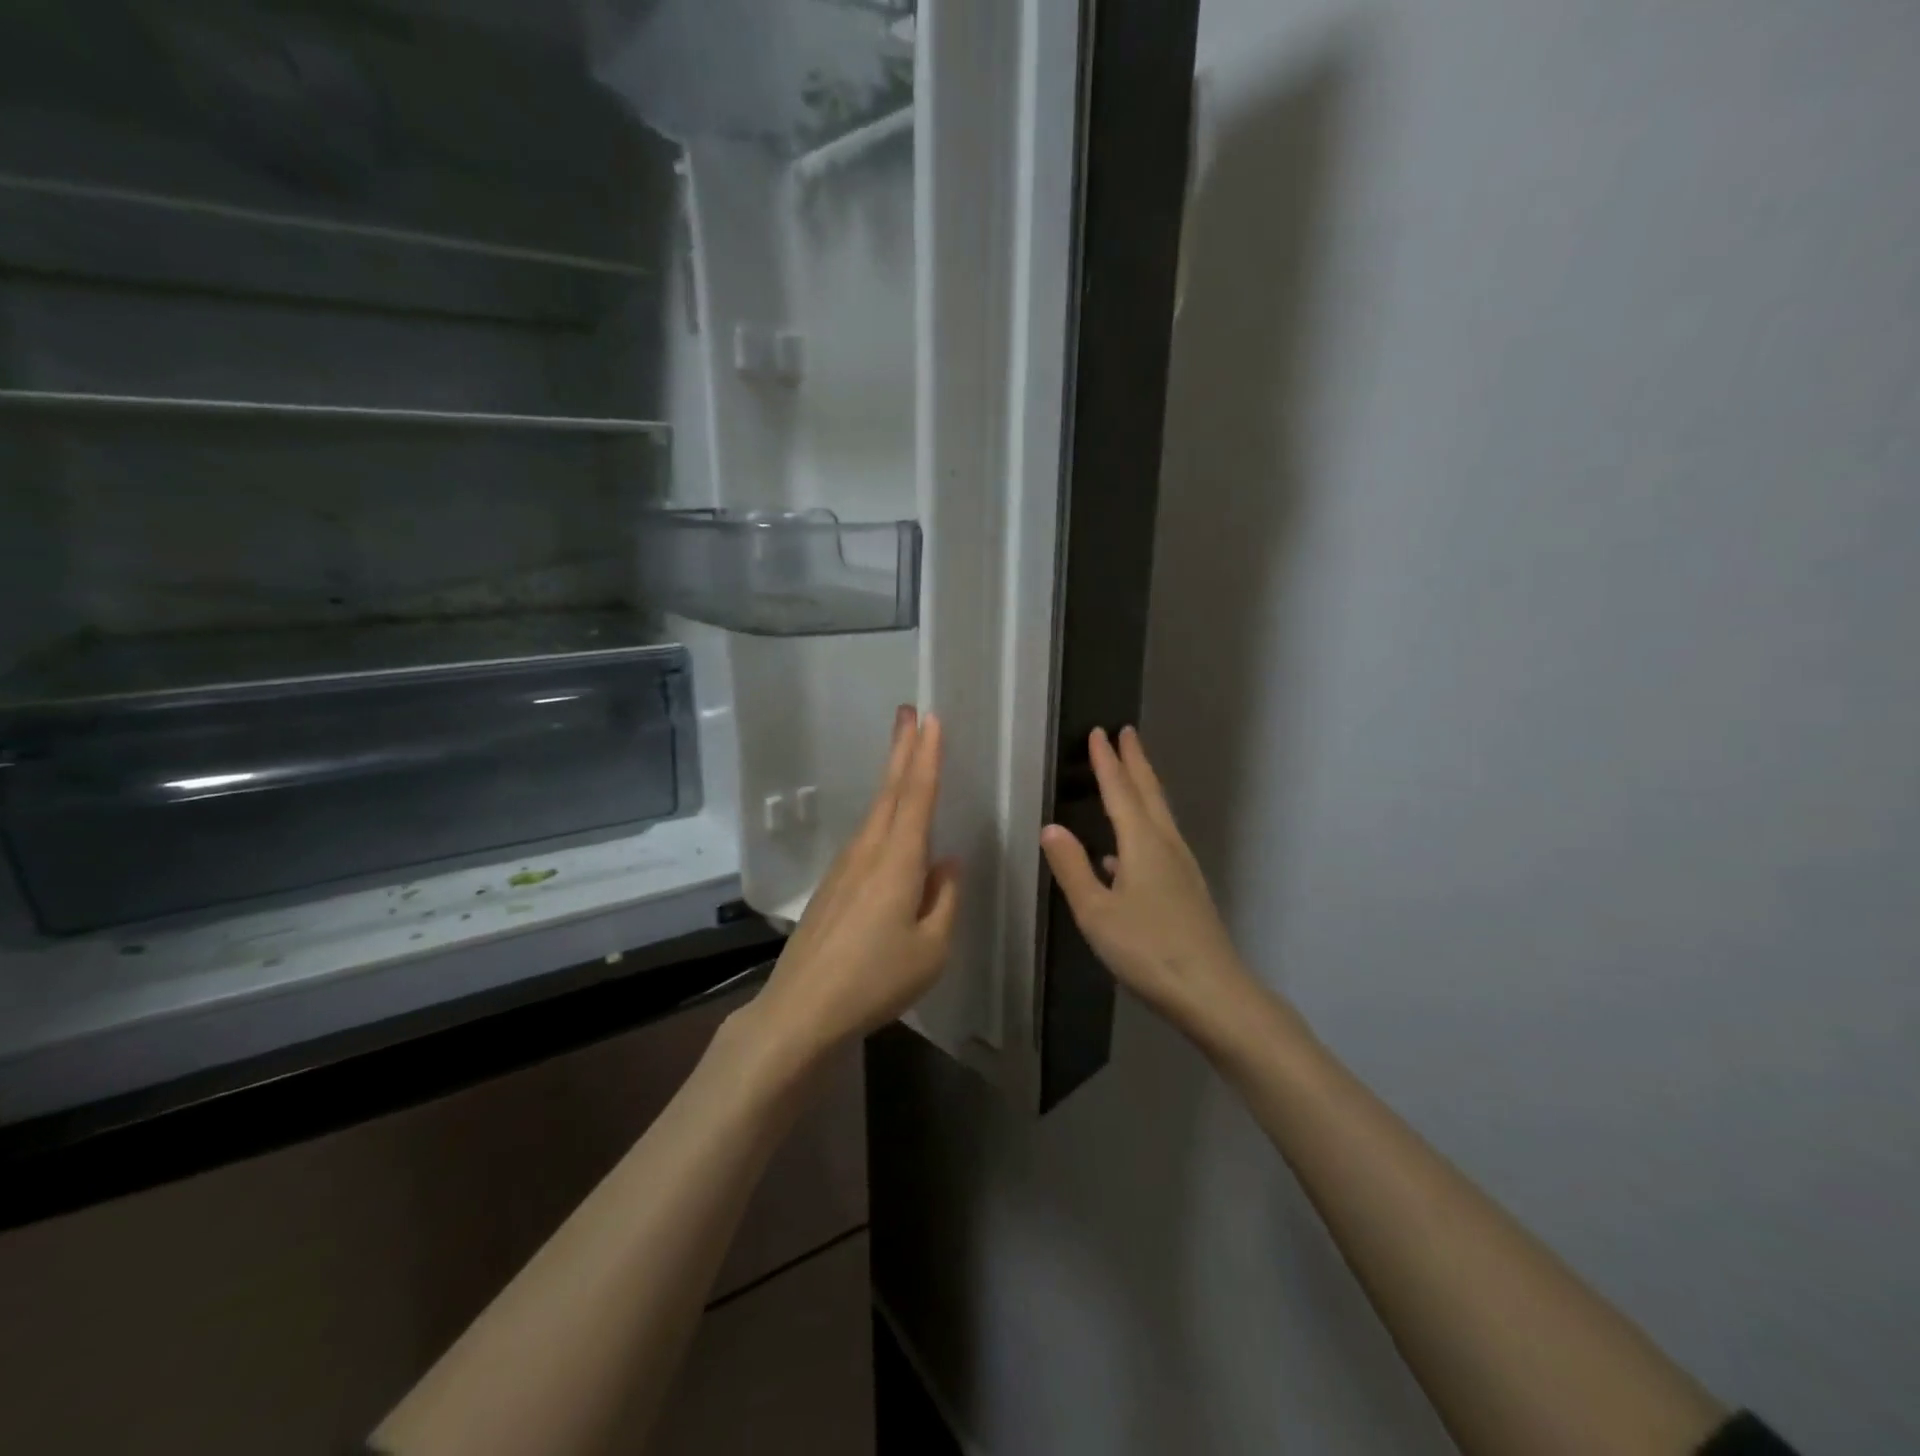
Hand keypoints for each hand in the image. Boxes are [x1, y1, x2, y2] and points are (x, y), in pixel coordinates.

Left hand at [743, 708, 960, 1070]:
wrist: (801, 1009)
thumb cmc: (875, 979)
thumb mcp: (931, 948)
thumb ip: (944, 900)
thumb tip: (946, 864)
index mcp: (897, 862)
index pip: (917, 797)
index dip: (926, 757)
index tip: (931, 720)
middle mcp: (868, 853)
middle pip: (889, 792)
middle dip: (902, 750)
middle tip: (910, 712)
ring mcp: (844, 868)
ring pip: (876, 812)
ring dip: (892, 778)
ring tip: (904, 752)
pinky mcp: (832, 886)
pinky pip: (866, 838)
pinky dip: (883, 814)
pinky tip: (891, 825)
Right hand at [1041, 727, 1250, 1037]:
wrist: (1212, 991)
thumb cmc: (1148, 949)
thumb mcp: (1096, 912)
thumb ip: (1072, 868)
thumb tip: (1051, 828)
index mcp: (1142, 843)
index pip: (1120, 790)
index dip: (1107, 761)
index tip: (1100, 732)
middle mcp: (1166, 845)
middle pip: (1149, 793)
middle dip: (1136, 761)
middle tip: (1127, 733)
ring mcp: (1181, 867)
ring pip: (1159, 816)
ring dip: (1143, 789)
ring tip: (1129, 776)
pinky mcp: (1187, 889)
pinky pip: (1161, 841)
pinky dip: (1143, 828)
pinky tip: (1122, 855)